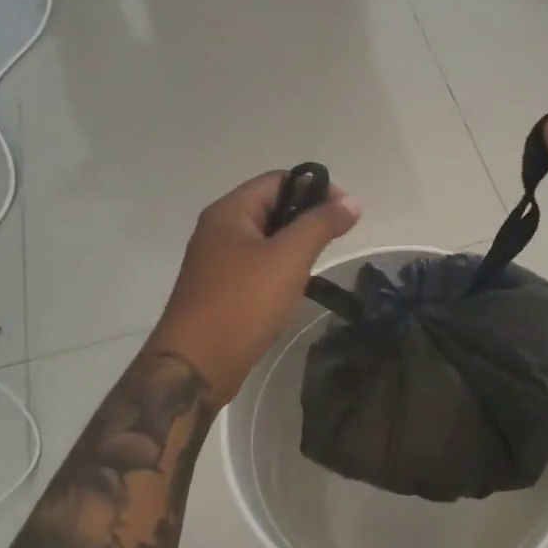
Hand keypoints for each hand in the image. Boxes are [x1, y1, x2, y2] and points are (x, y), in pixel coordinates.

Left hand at [147, 172, 362, 403]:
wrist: (195, 367)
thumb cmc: (242, 303)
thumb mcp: (288, 258)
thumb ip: (320, 225)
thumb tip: (352, 202)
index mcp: (229, 212)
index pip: (278, 180)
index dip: (315, 189)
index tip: (346, 213)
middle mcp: (218, 229)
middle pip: (271, 207)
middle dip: (306, 218)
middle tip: (336, 240)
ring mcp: (216, 261)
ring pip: (265, 239)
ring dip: (294, 246)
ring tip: (318, 264)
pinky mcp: (220, 289)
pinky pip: (256, 266)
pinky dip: (279, 269)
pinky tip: (294, 288)